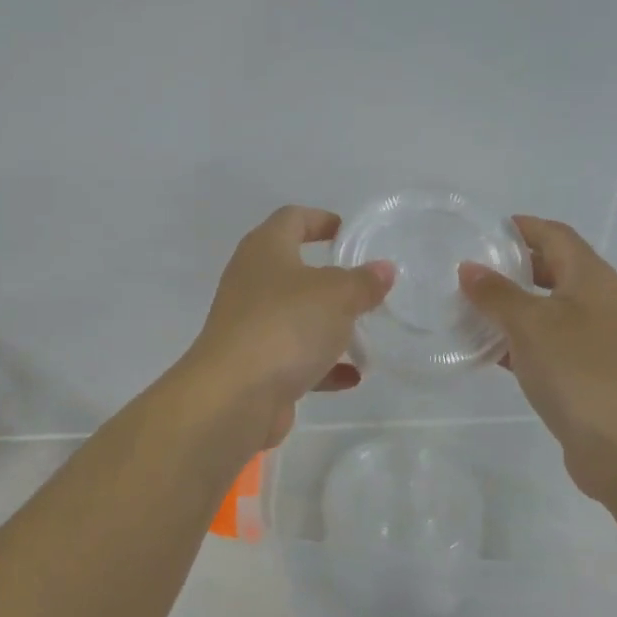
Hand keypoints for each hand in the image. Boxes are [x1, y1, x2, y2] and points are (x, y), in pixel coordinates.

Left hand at [185, 206, 395, 449]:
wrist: (234, 397)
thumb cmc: (286, 326)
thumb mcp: (337, 296)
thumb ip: (363, 282)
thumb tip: (383, 269)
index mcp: (265, 251)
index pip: (291, 219)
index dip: (319, 219)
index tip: (347, 232)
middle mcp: (251, 283)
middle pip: (293, 270)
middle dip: (330, 280)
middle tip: (365, 287)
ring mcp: (250, 326)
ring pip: (295, 317)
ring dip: (329, 326)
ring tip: (366, 335)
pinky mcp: (255, 366)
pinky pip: (294, 358)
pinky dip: (322, 365)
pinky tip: (353, 376)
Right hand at [458, 216, 616, 502]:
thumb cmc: (578, 371)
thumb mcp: (530, 324)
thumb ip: (496, 293)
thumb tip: (469, 268)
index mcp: (591, 277)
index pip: (554, 234)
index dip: (521, 227)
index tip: (481, 231)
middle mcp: (596, 301)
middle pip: (552, 268)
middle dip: (511, 265)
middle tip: (468, 269)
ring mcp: (592, 338)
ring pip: (545, 308)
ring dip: (510, 305)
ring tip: (467, 306)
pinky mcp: (583, 371)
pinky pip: (544, 342)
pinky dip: (516, 339)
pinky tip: (485, 349)